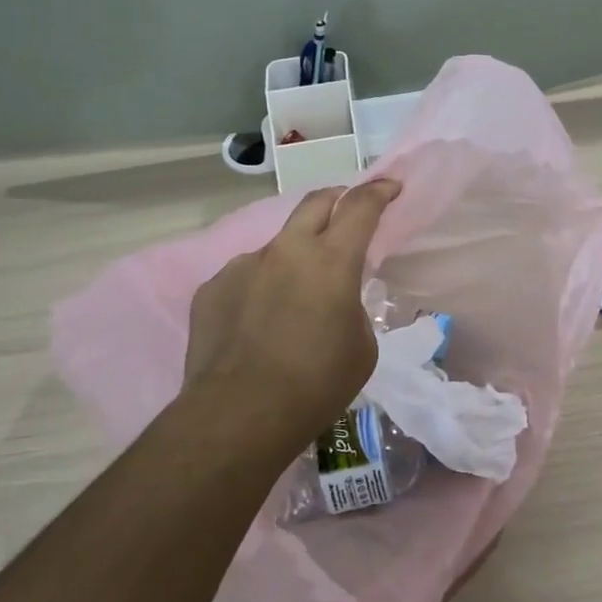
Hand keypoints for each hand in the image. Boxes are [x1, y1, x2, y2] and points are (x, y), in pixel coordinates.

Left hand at [183, 179, 401, 454]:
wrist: (239, 414)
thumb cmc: (316, 384)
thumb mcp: (361, 347)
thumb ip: (351, 307)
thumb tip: (332, 300)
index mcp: (331, 261)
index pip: (360, 207)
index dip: (378, 191)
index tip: (390, 186)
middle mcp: (285, 251)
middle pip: (314, 204)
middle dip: (336, 200)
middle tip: (347, 213)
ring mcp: (243, 266)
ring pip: (277, 247)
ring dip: (294, 258)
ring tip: (294, 298)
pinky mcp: (212, 288)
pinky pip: (245, 278)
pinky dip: (260, 289)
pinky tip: (257, 325)